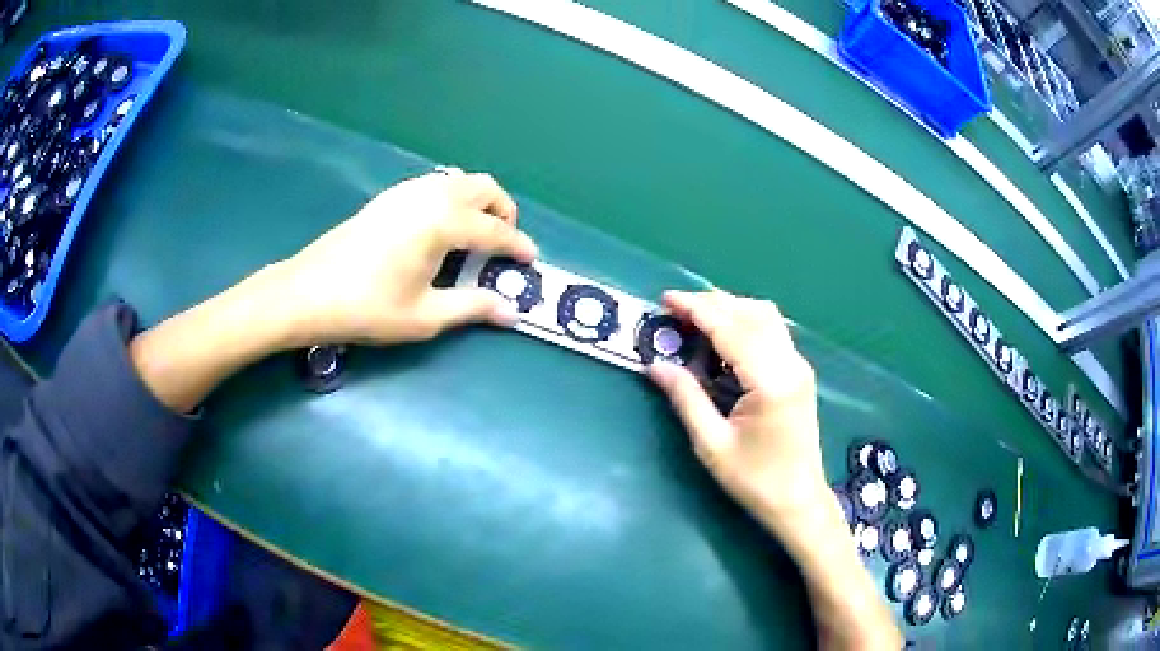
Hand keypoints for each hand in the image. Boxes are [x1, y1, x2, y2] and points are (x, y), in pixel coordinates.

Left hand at [271, 169, 537, 346]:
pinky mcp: (389, 197)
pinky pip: (434, 185)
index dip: (518, 247)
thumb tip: (512, 312)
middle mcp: (430, 195)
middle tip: (504, 244)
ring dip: (478, 201)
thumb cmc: (368, 308)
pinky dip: (452, 198)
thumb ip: (472, 307)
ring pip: (458, 180)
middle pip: (484, 187)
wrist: (308, 293)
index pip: (495, 231)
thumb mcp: (425, 315)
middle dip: (503, 212)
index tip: (531, 262)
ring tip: (475, 236)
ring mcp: (406, 191)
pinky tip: (440, 229)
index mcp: (443, 222)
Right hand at [648, 290, 827, 534]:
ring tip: (695, 318)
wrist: (798, 500)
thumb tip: (655, 365)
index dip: (696, 309)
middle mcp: (791, 364)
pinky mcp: (799, 372)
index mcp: (770, 381)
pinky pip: (772, 331)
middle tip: (675, 308)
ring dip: (730, 309)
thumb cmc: (754, 480)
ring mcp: (799, 366)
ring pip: (765, 316)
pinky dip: (744, 323)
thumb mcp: (712, 444)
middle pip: (751, 313)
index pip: (731, 329)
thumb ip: (685, 399)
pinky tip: (722, 337)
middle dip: (711, 303)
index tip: (666, 300)